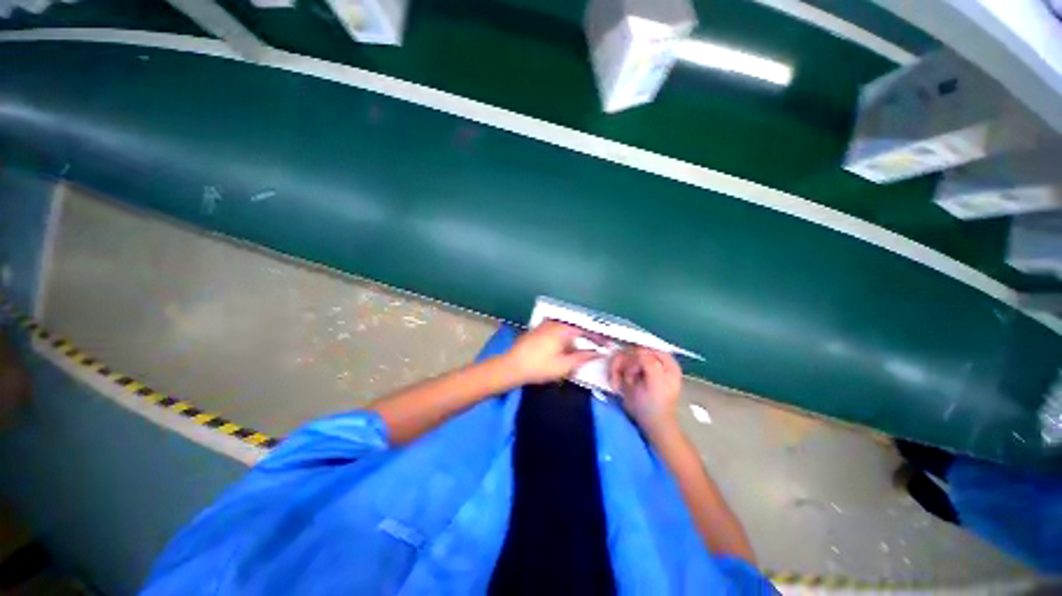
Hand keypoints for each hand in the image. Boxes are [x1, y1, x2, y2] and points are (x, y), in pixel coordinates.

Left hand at [505, 321, 598, 384]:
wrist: (511, 366)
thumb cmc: (539, 367)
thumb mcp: (564, 365)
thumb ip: (583, 357)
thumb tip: (597, 352)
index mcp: (562, 328)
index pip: (586, 330)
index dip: (599, 338)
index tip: (608, 345)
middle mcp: (554, 322)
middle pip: (576, 328)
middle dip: (587, 339)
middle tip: (596, 349)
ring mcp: (544, 325)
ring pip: (566, 331)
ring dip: (575, 341)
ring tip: (581, 352)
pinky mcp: (538, 330)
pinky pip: (557, 332)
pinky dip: (564, 340)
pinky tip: (565, 350)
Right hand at [610, 347, 681, 435]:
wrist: (650, 425)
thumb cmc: (656, 405)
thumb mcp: (656, 382)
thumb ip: (649, 362)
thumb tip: (637, 349)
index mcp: (665, 360)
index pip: (646, 345)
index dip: (635, 352)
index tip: (628, 363)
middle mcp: (652, 360)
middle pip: (631, 350)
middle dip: (624, 364)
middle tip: (625, 380)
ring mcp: (640, 367)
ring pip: (621, 357)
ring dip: (616, 370)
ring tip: (617, 385)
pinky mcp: (630, 374)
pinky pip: (617, 366)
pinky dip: (614, 375)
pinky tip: (616, 387)